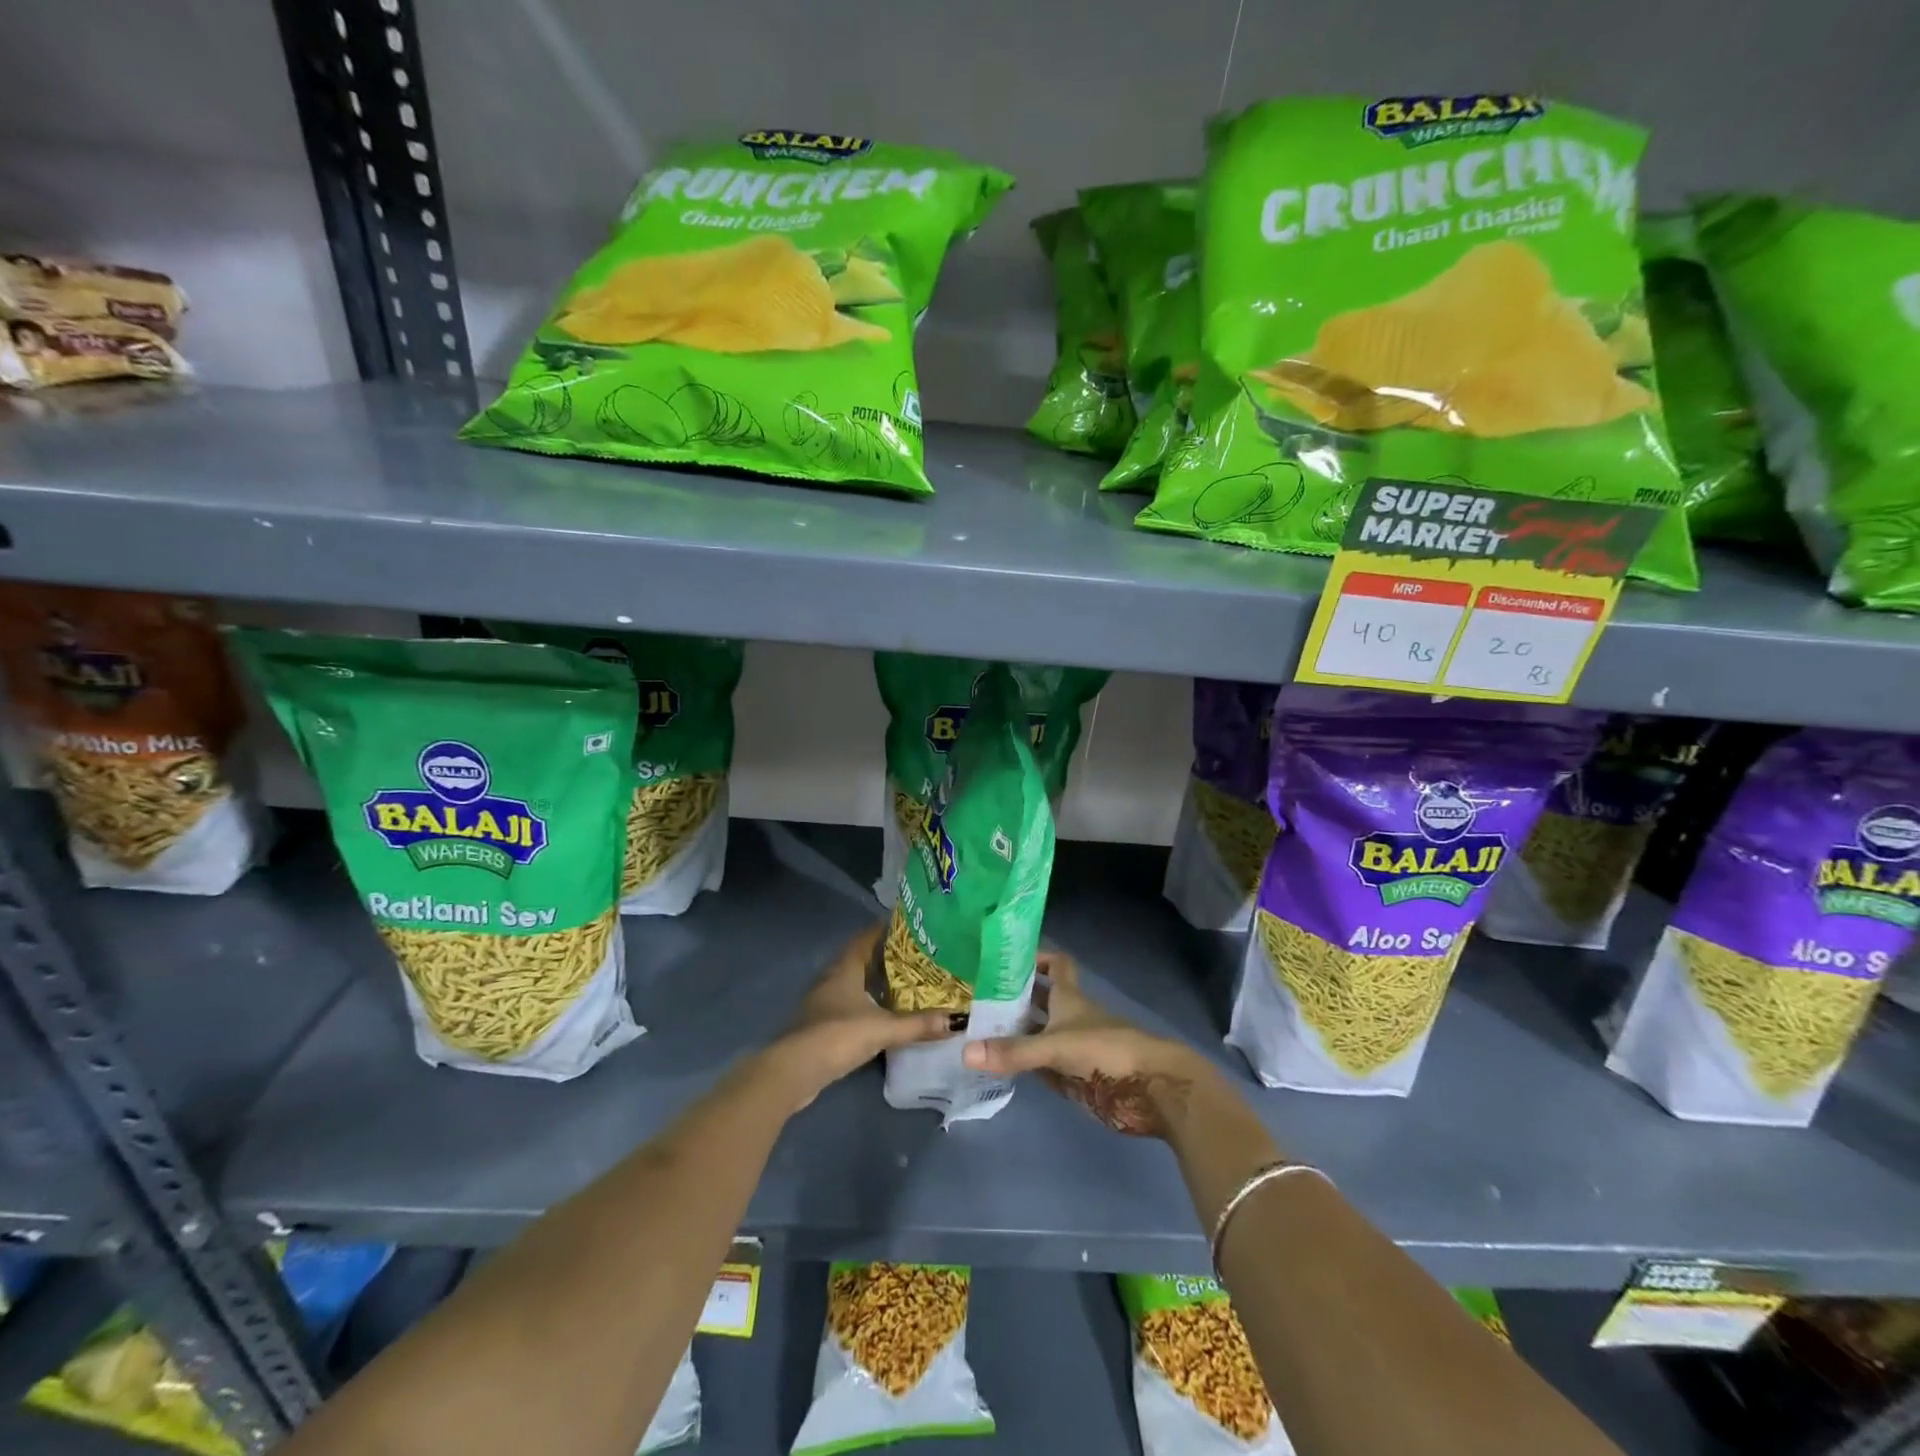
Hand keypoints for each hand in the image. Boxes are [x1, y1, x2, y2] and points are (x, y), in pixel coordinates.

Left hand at [763, 923, 951, 1111]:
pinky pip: (847, 1005)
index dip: (884, 930)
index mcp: (844, 969)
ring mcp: (822, 1002)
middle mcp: (831, 979)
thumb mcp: (883, 1029)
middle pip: (859, 959)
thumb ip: (919, 1025)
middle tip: (914, 957)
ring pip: (852, 983)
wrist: (793, 1071)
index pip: (865, 938)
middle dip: (884, 957)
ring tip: (904, 984)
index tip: (908, 927)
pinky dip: (865, 1005)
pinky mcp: (820, 1025)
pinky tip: (881, 1015)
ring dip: (873, 983)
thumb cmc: (837, 1036)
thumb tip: (958, 1019)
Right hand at [961, 952, 1212, 1138]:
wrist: (1152, 1088)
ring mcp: (1075, 1047)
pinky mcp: (1079, 1076)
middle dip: (1015, 997)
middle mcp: (1071, 1016)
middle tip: (977, 998)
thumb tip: (965, 1051)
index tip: (1004, 960)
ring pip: (1041, 1032)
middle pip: (1042, 999)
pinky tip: (1002, 1067)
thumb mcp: (1055, 1047)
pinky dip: (1027, 1064)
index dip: (1035, 957)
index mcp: (1069, 997)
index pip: (1055, 964)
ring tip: (979, 1031)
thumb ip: (1013, 1051)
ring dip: (1017, 1031)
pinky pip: (1046, 1065)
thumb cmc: (1107, 1051)